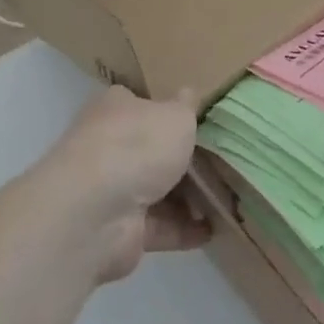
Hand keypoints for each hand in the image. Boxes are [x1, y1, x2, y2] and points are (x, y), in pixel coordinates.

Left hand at [40, 86, 208, 282]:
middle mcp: (108, 147)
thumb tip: (189, 93)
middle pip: (152, 151)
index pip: (141, 104)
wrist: (94, 213)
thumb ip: (187, 107)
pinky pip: (160, 227)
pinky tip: (215, 228)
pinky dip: (185, 229)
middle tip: (223, 161)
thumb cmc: (137, 147)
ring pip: (158, 191)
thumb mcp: (176, 115)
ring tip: (228, 197)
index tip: (200, 119)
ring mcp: (112, 191)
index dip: (169, 110)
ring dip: (190, 198)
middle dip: (185, 159)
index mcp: (115, 110)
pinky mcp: (120, 230)